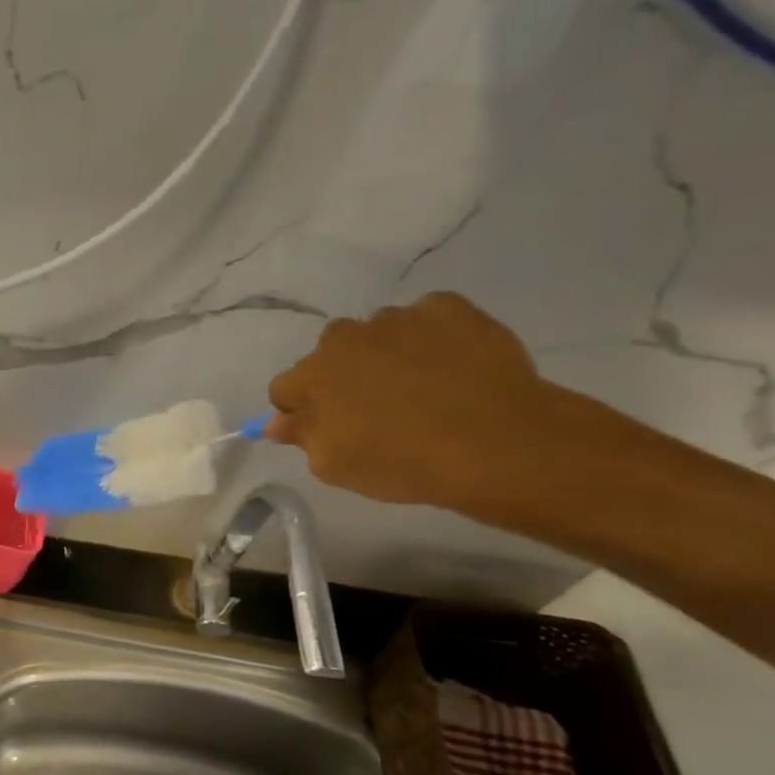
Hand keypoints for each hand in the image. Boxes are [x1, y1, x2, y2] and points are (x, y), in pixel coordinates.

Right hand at [266, 292, 560, 509]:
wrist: (496, 442)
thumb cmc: (401, 462)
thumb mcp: (335, 466)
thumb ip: (302, 437)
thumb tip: (279, 422)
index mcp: (312, 375)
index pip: (285, 388)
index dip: (302, 410)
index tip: (328, 429)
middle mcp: (346, 336)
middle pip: (330, 354)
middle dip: (343, 376)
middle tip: (376, 410)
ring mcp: (398, 318)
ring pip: (378, 334)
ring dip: (385, 355)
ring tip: (421, 388)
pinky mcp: (448, 308)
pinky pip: (426, 319)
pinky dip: (430, 337)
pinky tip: (451, 367)